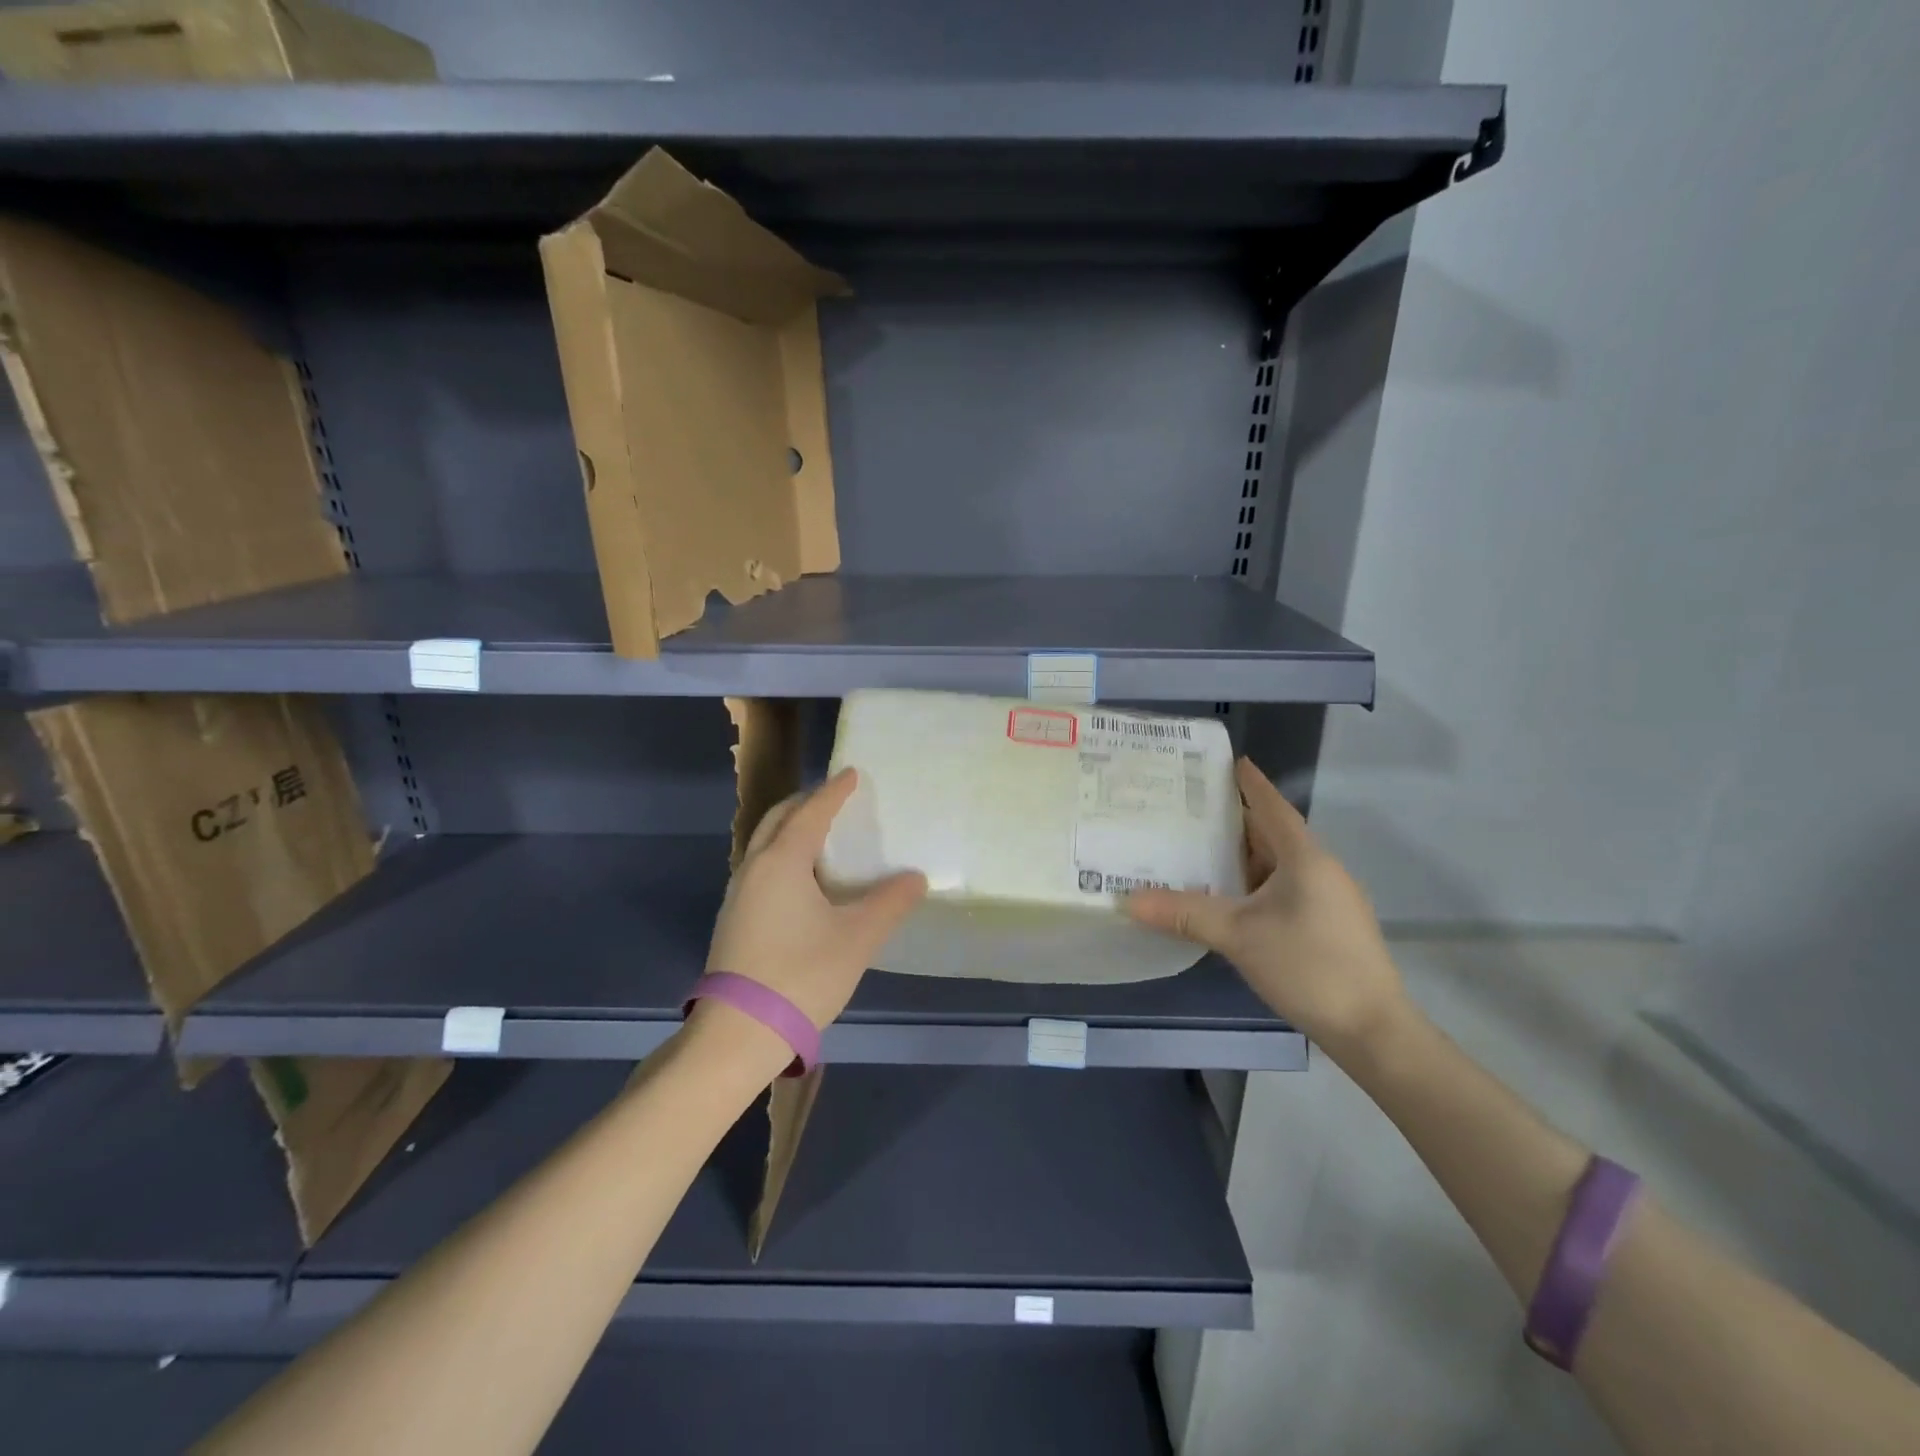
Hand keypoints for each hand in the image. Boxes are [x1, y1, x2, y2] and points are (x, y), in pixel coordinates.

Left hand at [705, 767, 927, 1029]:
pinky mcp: (734, 919)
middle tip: (833, 797)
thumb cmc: (802, 975)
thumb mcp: (857, 938)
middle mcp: (754, 868)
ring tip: (820, 834)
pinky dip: (782, 855)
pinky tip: (802, 879)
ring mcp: (738, 894)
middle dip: (805, 802)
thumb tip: (915, 878)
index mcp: (783, 861)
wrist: (739, 1033)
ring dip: (790, 829)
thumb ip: (889, 903)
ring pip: (764, 844)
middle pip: (778, 819)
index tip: (852, 773)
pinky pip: (760, 867)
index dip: (834, 791)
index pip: (812, 812)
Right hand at [1127, 758, 1407, 1056]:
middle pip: (1271, 833)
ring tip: (1196, 846)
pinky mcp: (1326, 925)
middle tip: (1188, 806)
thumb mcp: (1239, 936)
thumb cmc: (1309, 966)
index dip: (1248, 782)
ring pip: (1276, 864)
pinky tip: (1226, 895)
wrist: (1373, 1030)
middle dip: (1233, 818)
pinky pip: (1281, 888)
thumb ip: (1184, 913)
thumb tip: (1126, 900)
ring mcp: (1326, 899)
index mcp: (1305, 857)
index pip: (1271, 806)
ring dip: (1240, 854)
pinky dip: (1251, 883)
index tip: (1225, 760)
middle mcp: (1319, 869)